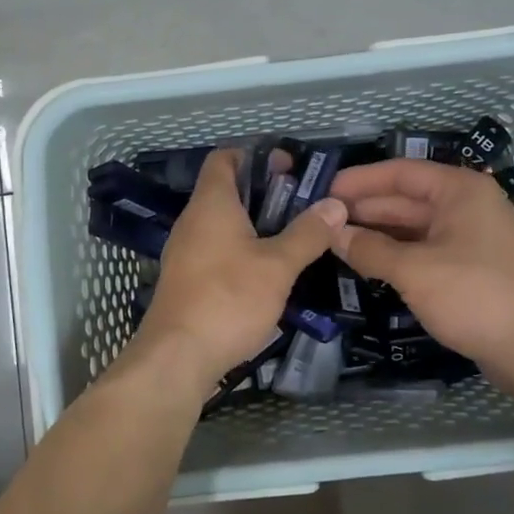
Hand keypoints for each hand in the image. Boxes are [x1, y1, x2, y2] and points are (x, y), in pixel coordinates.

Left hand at [125, 148, 347, 389]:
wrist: (177, 357)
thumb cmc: (229, 299)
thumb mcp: (278, 266)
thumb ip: (307, 233)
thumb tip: (335, 204)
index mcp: (211, 204)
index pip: (224, 158)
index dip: (256, 155)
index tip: (289, 167)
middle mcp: (192, 222)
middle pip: (226, 191)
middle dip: (264, 194)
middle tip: (302, 207)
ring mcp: (185, 253)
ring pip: (222, 225)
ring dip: (255, 226)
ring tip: (292, 240)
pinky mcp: (186, 281)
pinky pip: (216, 252)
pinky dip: (241, 252)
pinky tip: (267, 274)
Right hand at [328, 158, 513, 391]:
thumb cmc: (474, 295)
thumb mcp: (414, 270)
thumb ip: (369, 249)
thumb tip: (332, 234)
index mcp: (460, 191)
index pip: (401, 173)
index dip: (361, 180)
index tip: (324, 190)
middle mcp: (468, 206)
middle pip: (407, 199)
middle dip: (365, 209)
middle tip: (322, 220)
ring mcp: (472, 238)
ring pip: (415, 227)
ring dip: (378, 233)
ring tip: (336, 241)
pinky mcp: (472, 268)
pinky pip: (425, 250)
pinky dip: (397, 253)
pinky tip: (368, 262)